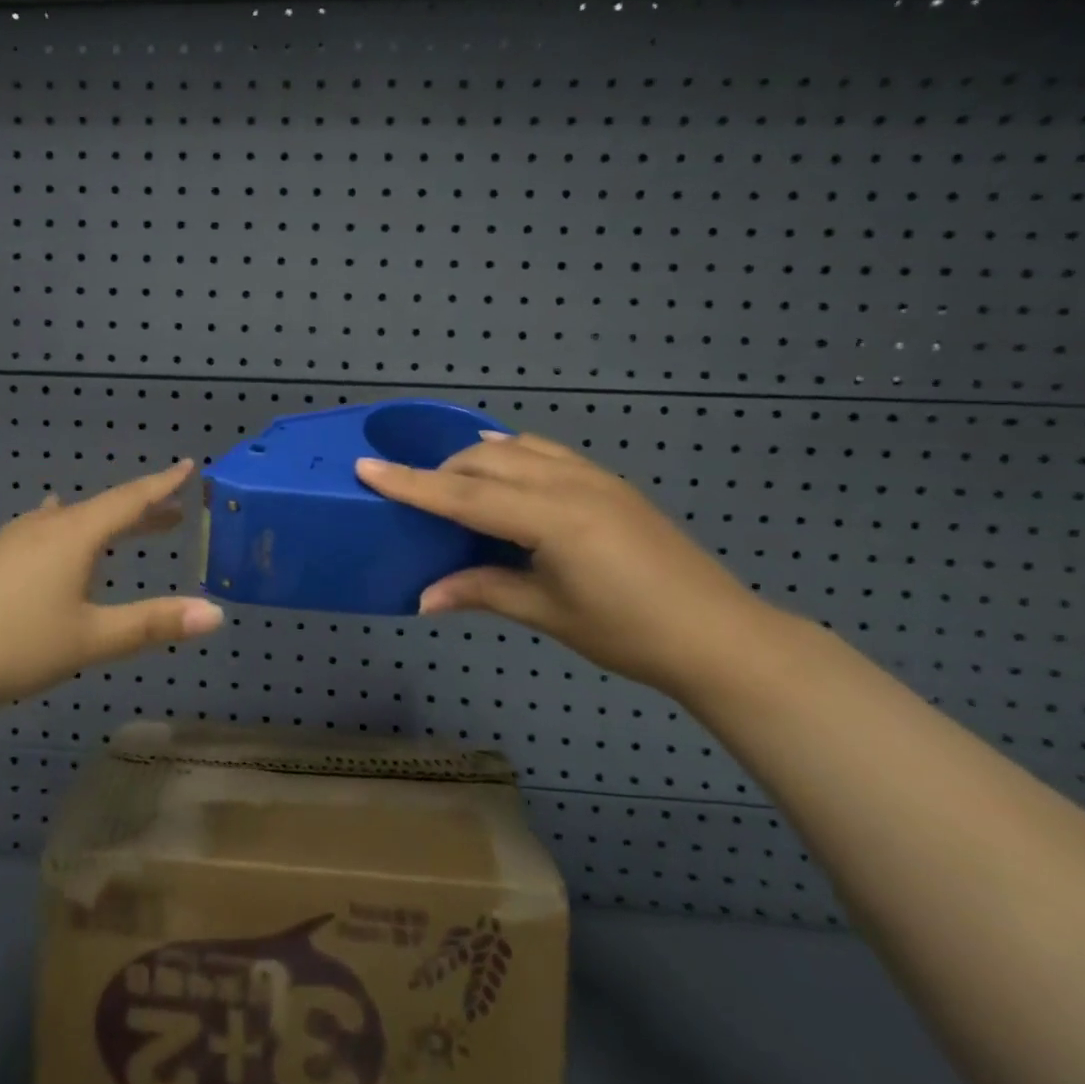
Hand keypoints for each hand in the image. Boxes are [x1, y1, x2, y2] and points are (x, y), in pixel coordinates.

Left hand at [0, 459, 223, 715]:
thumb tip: (216, 614)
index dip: (161, 485)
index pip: (129, 500)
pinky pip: (38, 534)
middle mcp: (42, 527)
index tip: (186, 466)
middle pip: (100, 510)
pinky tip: (49, 542)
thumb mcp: (92, 638)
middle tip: (171, 515)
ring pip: (66, 521)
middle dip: (139, 512)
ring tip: (117, 528)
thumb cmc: (15, 646)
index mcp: (73, 536)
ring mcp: (8, 540)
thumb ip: (153, 624)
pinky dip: (64, 535)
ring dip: (100, 525)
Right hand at [356, 432, 781, 694]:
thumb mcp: (548, 613)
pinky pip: (545, 452)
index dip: (411, 483)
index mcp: (551, 518)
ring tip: (453, 483)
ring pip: (515, 448)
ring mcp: (592, 477)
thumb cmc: (629, 632)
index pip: (464, 495)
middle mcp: (568, 483)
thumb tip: (422, 598)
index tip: (365, 466)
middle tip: (413, 499)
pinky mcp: (607, 482)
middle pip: (485, 460)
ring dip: (476, 459)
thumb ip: (482, 591)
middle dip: (441, 471)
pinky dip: (512, 453)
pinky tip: (503, 465)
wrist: (719, 635)